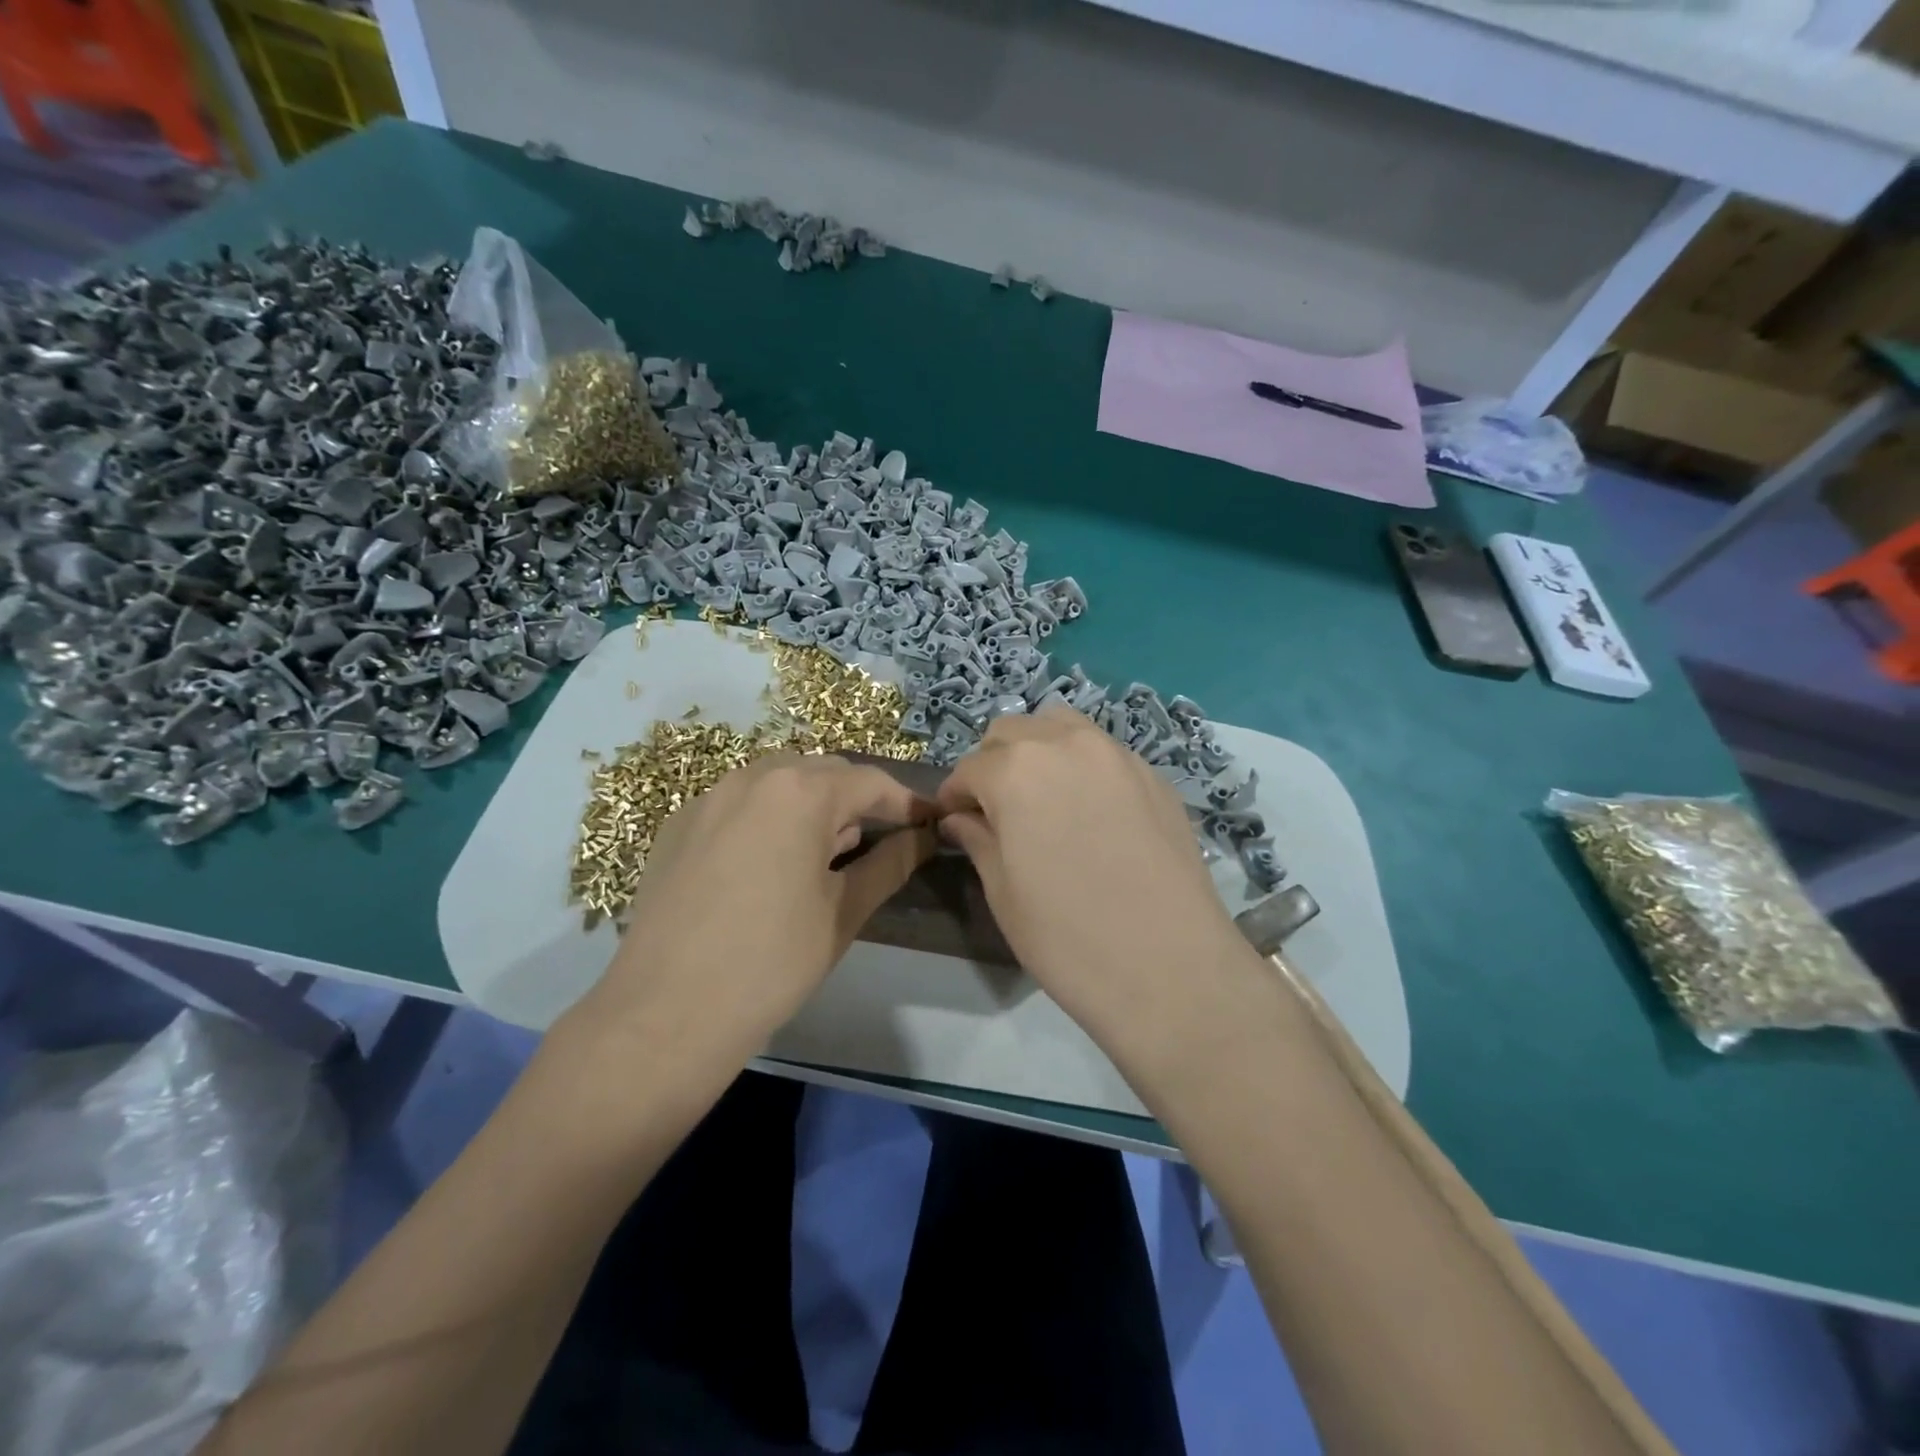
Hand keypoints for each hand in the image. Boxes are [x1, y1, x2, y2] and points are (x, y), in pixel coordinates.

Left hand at [594, 752, 935, 1052]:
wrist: (665, 1014)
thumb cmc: (772, 962)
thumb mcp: (843, 912)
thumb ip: (890, 864)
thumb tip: (923, 838)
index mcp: (800, 792)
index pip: (870, 782)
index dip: (905, 803)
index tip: (928, 823)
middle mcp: (752, 777)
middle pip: (823, 773)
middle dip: (857, 799)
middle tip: (880, 840)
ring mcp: (708, 798)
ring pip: (778, 783)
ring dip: (811, 805)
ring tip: (826, 851)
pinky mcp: (678, 825)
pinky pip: (739, 804)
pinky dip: (768, 818)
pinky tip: (769, 863)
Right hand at [934, 708, 1256, 1058]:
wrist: (1171, 968)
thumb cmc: (1067, 937)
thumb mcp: (1004, 892)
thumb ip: (977, 840)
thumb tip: (960, 819)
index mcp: (1016, 770)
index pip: (968, 768)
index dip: (954, 796)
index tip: (953, 821)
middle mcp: (1066, 744)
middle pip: (1012, 732)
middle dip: (993, 764)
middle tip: (996, 811)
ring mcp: (1117, 755)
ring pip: (1062, 728)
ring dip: (1039, 751)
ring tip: (1042, 799)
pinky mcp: (1154, 775)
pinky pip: (1104, 752)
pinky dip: (1082, 766)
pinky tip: (1091, 812)